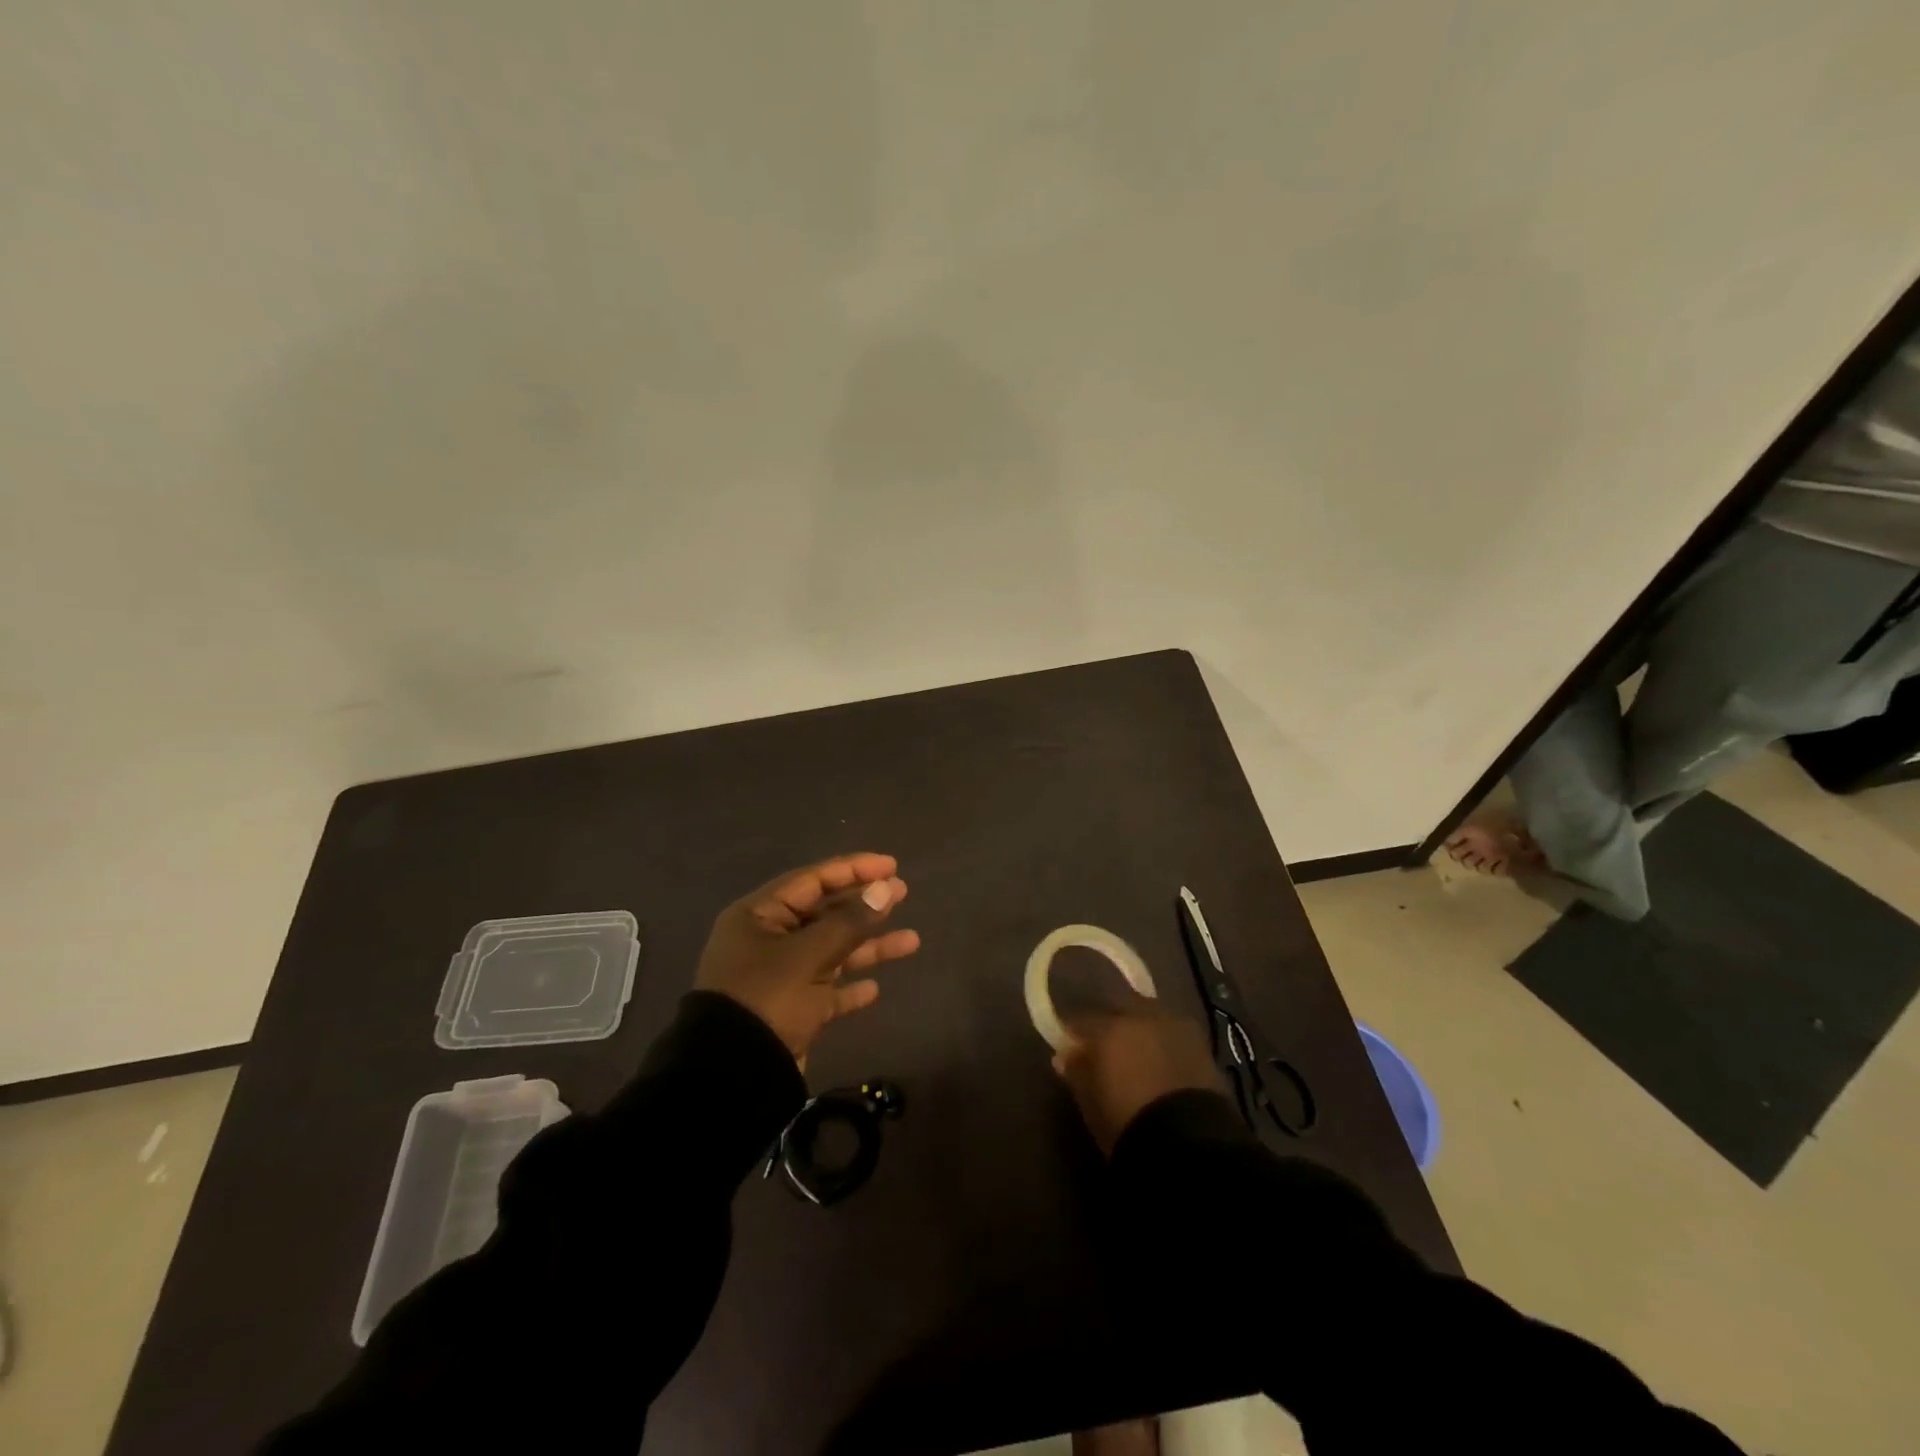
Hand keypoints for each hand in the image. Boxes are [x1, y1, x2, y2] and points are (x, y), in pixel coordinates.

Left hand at [694, 853, 920, 1063]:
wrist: (732, 1076)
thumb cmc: (766, 998)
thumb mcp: (809, 955)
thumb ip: (850, 922)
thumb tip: (885, 889)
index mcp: (759, 915)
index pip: (813, 880)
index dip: (854, 869)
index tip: (891, 866)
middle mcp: (768, 940)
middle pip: (824, 913)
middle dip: (865, 905)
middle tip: (903, 894)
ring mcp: (779, 977)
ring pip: (832, 952)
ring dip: (869, 947)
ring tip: (912, 942)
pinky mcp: (790, 1011)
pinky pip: (826, 991)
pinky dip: (849, 988)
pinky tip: (874, 990)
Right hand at [1052, 994, 1222, 1154]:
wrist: (1189, 1143)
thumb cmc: (1127, 1122)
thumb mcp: (1090, 1102)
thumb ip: (1076, 1071)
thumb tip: (1065, 1055)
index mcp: (1108, 1026)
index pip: (1082, 1020)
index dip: (1075, 1034)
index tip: (1070, 1048)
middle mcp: (1141, 1015)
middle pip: (1119, 1011)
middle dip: (1111, 1026)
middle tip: (1105, 1050)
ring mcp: (1175, 1026)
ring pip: (1149, 1020)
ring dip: (1141, 1033)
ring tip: (1136, 1057)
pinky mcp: (1202, 1045)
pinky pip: (1173, 1036)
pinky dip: (1164, 1046)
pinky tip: (1161, 1065)